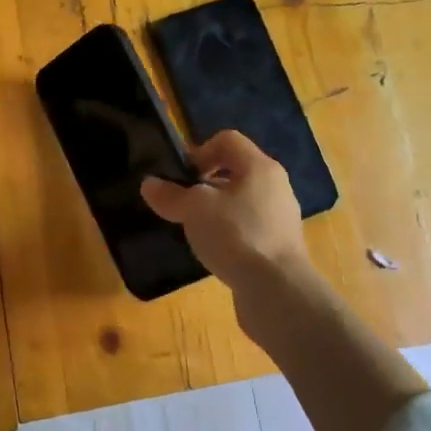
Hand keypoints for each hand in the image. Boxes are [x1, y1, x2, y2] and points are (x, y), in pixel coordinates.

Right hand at [139, 131, 309, 299]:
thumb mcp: (194, 210)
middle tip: (185, 203)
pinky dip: (231, 233)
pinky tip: (216, 252)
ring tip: (197, 229)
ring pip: (243, 201)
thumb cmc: (236, 235)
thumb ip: (170, 195)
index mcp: (259, 166)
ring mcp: (282, 217)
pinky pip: (250, 228)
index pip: (227, 140)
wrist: (277, 291)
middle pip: (236, 170)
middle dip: (206, 183)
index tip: (182, 176)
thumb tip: (149, 184)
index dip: (200, 150)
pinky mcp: (281, 246)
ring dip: (217, 210)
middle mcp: (276, 186)